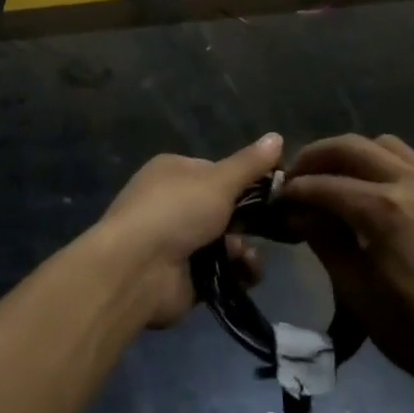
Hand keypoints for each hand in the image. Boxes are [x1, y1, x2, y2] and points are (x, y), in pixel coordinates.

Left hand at [95, 134, 278, 327]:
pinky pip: (222, 271)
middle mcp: (174, 202)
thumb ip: (249, 164)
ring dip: (244, 249)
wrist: (137, 268)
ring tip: (247, 257)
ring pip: (227, 242)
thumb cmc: (176, 211)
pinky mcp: (185, 276)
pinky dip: (237, 272)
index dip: (247, 181)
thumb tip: (277, 136)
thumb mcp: (218, 181)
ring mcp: (178, 241)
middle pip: (224, 208)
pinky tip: (245, 273)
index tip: (277, 191)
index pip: (218, 171)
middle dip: (249, 220)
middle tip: (275, 227)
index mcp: (174, 171)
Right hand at [281, 134, 413, 409]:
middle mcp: (409, 183)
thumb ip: (325, 242)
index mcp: (383, 210)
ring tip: (334, 178)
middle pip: (350, 147)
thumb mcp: (359, 295)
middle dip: (315, 157)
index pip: (323, 184)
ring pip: (382, 145)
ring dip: (351, 154)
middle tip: (295, 178)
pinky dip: (387, 162)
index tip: (275, 200)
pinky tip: (380, 188)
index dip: (294, 190)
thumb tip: (299, 212)